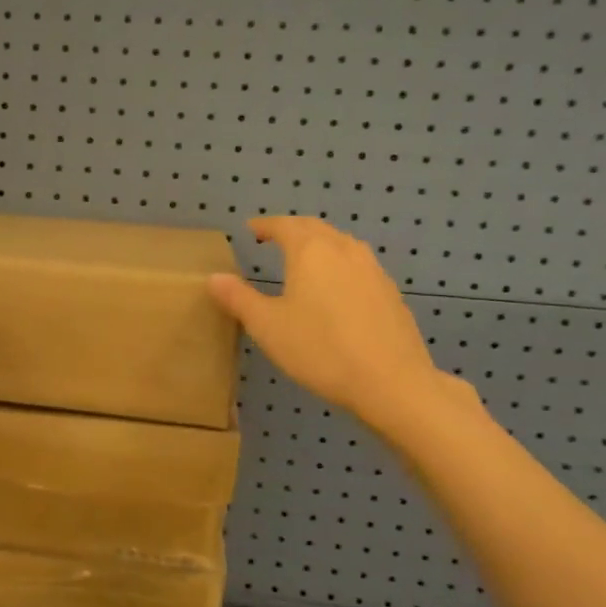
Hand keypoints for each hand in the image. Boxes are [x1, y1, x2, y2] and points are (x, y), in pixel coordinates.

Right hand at [207, 217, 470, 439]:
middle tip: (275, 238)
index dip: (266, 225)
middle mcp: (344, 250)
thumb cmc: (320, 349)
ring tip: (304, 259)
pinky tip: (336, 289)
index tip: (252, 229)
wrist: (391, 381)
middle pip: (316, 229)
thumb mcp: (267, 326)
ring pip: (341, 245)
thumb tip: (214, 277)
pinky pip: (358, 266)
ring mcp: (373, 270)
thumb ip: (238, 298)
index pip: (285, 225)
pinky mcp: (390, 293)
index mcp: (311, 252)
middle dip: (293, 230)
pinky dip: (339, 265)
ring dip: (319, 245)